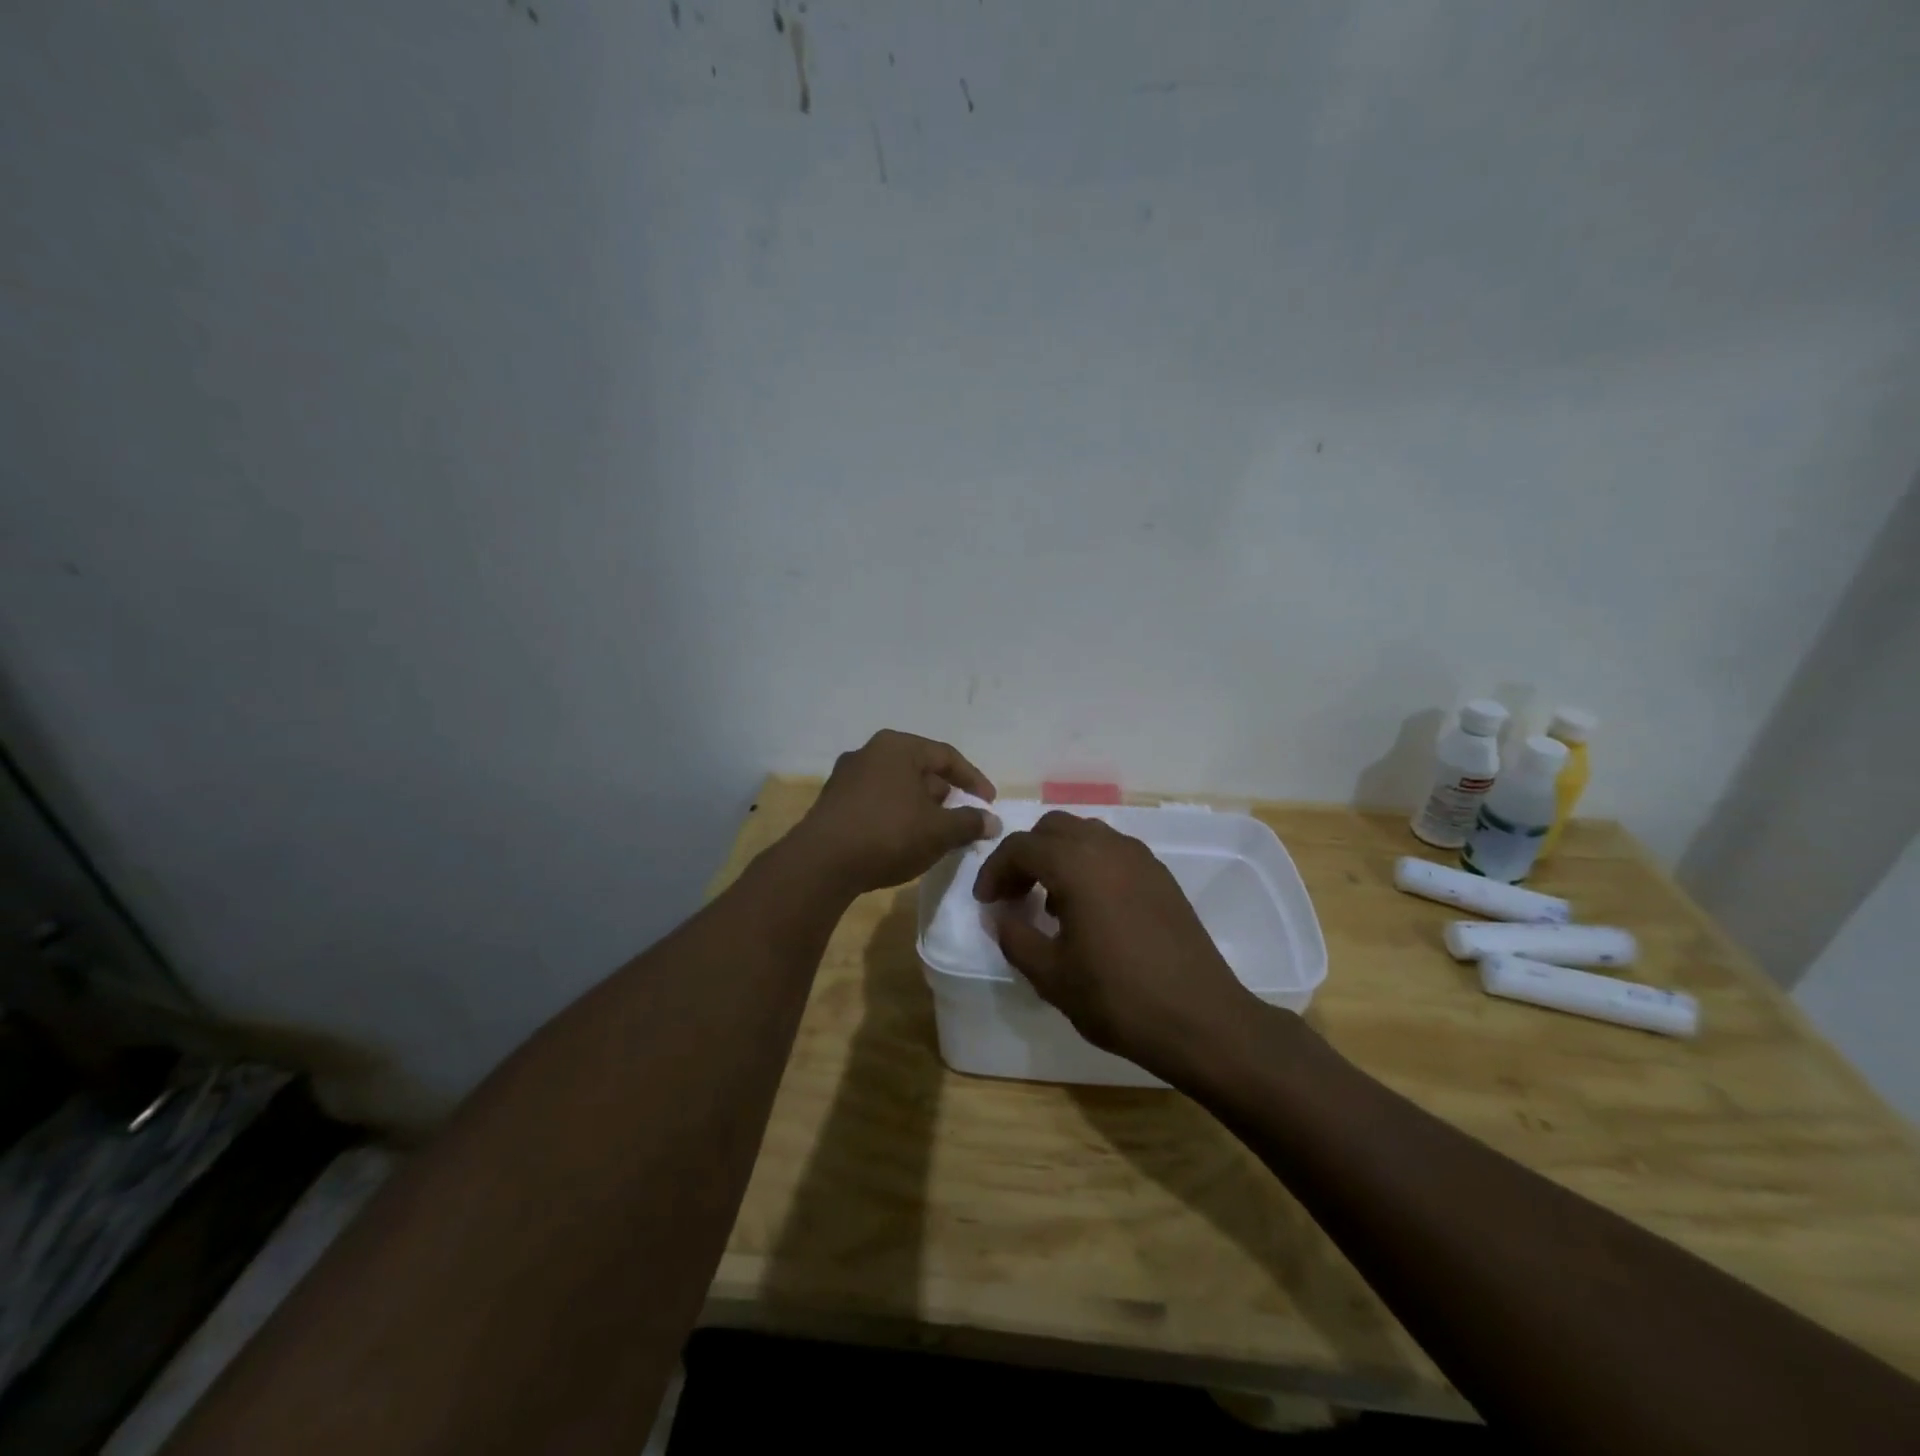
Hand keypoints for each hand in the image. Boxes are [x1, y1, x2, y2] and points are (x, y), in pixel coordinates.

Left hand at [789, 731, 999, 896]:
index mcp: (898, 746)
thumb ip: (970, 823)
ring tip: (934, 832)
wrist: (821, 863)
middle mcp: (870, 752)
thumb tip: (992, 821)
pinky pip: (876, 802)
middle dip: (945, 794)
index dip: (973, 780)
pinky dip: (896, 815)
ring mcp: (846, 776)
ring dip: (919, 806)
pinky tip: (902, 840)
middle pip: (919, 769)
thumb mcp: (939, 831)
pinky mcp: (832, 802)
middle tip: (961, 818)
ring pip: (896, 786)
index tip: (989, 804)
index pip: (947, 756)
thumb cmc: (889, 834)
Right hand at [972, 811, 1261, 1081]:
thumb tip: (999, 916)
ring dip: (1059, 857)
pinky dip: (1089, 865)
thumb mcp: (1051, 976)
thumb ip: (1016, 938)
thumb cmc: (1118, 998)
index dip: (994, 870)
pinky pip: (1113, 852)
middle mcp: (1109, 847)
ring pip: (1086, 835)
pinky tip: (1089, 910)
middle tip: (1013, 894)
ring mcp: (1141, 859)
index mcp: (1077, 864)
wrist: (1201, 1020)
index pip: (1021, 846)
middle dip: (1026, 855)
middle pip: (1054, 829)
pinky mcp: (1162, 877)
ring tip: (1050, 903)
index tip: (986, 901)